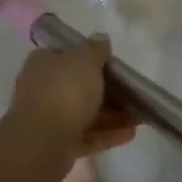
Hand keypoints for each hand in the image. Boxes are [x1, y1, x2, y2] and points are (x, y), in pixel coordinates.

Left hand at [6, 35, 137, 158]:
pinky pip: (86, 135)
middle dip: (107, 90)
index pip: (65, 55)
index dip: (88, 58)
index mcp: (43, 63)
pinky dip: (107, 134)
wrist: (43, 142)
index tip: (111, 64)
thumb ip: (95, 49)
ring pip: (84, 112)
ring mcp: (48, 118)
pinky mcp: (57, 144)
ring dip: (112, 114)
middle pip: (78, 86)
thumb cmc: (64, 91)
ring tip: (139, 116)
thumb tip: (101, 38)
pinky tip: (130, 133)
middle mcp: (42, 88)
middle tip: (132, 93)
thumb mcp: (85, 61)